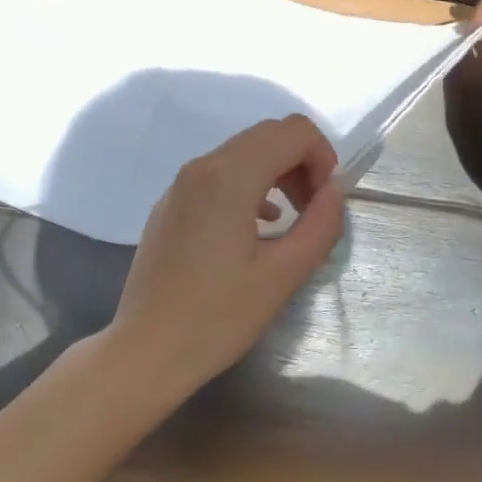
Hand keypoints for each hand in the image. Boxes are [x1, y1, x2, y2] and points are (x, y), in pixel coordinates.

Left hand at [106, 115, 345, 393]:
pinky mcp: (169, 205)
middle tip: (314, 211)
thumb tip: (335, 191)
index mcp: (230, 175)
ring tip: (292, 221)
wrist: (146, 350)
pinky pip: (218, 175)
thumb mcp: (283, 274)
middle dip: (301, 162)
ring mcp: (180, 184)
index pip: (292, 131)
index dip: (322, 155)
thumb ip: (320, 224)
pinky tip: (258, 227)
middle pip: (267, 135)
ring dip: (276, 173)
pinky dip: (248, 186)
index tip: (327, 200)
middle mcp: (202, 166)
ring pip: (242, 153)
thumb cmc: (218, 316)